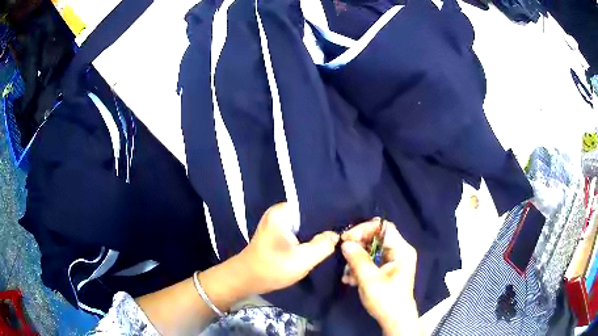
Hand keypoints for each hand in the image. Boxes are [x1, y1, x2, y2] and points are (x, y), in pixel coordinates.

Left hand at [236, 202, 339, 294]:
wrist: (246, 280)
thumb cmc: (272, 267)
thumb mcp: (302, 259)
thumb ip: (323, 246)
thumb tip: (336, 234)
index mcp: (283, 211)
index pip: (313, 206)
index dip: (330, 214)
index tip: (345, 223)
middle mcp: (279, 212)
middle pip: (309, 215)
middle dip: (324, 225)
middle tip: (342, 233)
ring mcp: (277, 223)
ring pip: (305, 225)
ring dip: (316, 233)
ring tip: (335, 238)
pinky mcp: (278, 234)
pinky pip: (298, 232)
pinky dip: (307, 239)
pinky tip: (320, 245)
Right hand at [341, 219, 421, 335]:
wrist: (394, 320)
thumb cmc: (386, 300)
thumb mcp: (370, 280)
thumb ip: (358, 260)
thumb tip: (345, 243)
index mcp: (401, 250)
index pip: (384, 228)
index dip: (364, 229)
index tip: (347, 238)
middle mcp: (399, 251)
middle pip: (376, 238)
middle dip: (358, 245)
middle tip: (343, 252)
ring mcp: (393, 260)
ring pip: (371, 250)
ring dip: (357, 258)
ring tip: (347, 272)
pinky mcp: (387, 269)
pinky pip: (371, 260)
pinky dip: (360, 267)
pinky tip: (350, 279)